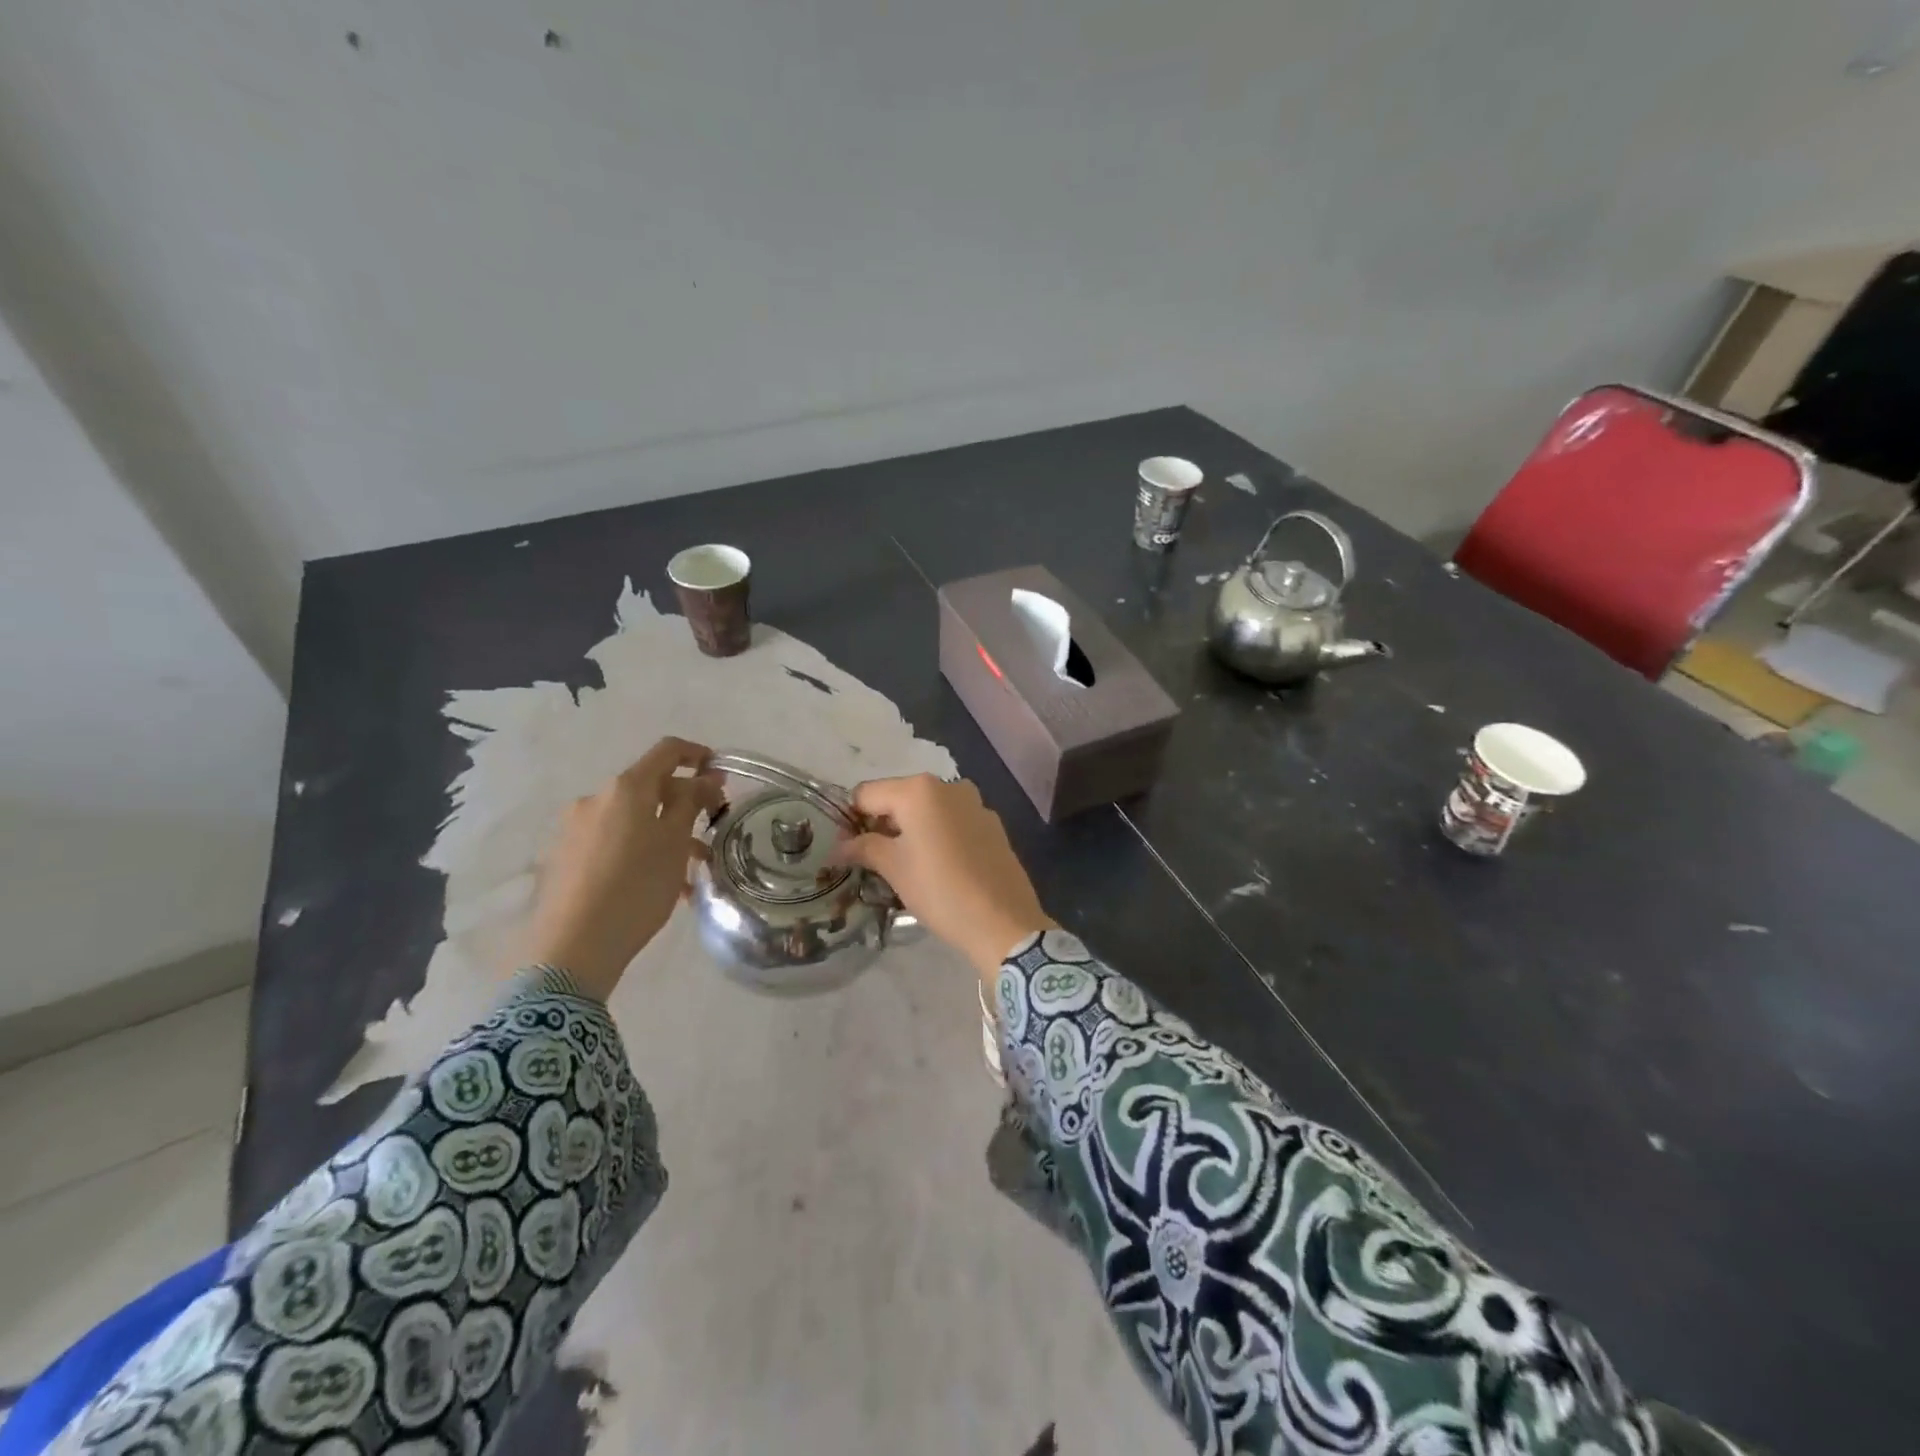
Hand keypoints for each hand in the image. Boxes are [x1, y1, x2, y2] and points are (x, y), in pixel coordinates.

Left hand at [525, 737, 724, 997]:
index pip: (667, 751)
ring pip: (633, 820)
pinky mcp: (565, 857)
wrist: (571, 948)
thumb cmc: (636, 887)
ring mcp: (575, 829)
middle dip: (683, 804)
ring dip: (664, 834)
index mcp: (626, 788)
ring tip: (689, 871)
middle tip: (710, 832)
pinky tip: (657, 886)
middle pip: (649, 788)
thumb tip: (706, 777)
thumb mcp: (675, 843)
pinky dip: (640, 852)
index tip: (720, 774)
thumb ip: (692, 802)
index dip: (697, 754)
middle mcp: (596, 799)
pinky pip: (613, 842)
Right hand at [837, 774, 1053, 979]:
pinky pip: (952, 821)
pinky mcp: (992, 824)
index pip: (866, 794)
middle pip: (898, 797)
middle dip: (881, 824)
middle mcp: (948, 786)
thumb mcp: (894, 868)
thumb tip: (838, 846)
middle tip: (872, 860)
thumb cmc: (940, 890)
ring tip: (905, 866)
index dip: (850, 820)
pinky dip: (938, 835)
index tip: (846, 850)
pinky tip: (939, 866)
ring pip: (927, 809)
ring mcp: (974, 803)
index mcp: (918, 790)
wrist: (1003, 922)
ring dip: (910, 830)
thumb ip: (864, 848)